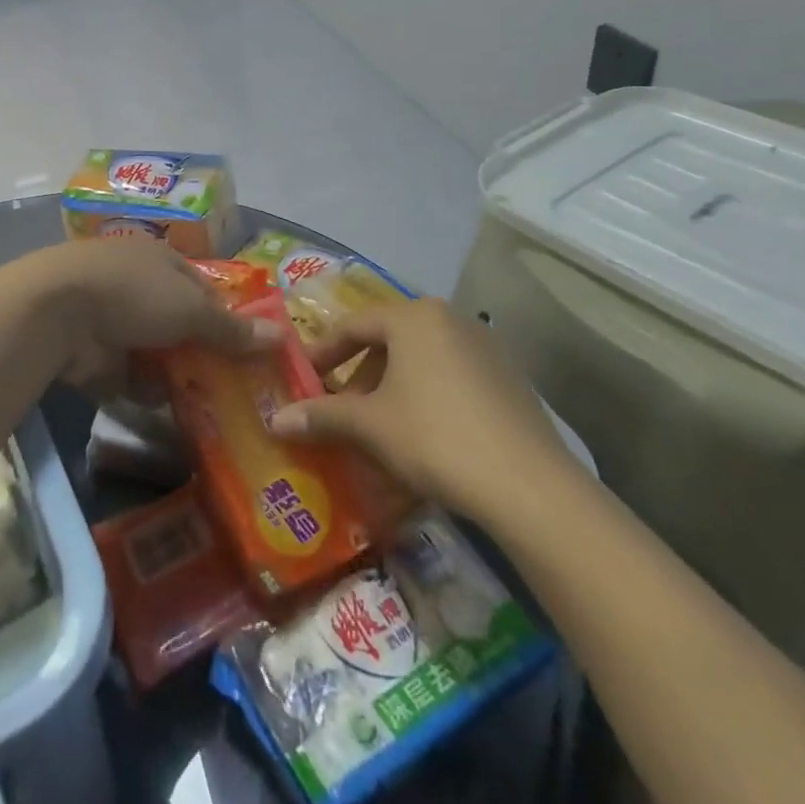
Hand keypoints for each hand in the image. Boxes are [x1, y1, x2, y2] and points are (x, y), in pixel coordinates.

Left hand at [18, 239, 277, 399]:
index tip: (252, 353)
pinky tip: (171, 411)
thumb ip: (231, 328)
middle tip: (239, 391)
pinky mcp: (96, 355)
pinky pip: (131, 376)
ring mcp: (115, 321)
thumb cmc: (133, 294)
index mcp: (162, 261)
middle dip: (204, 355)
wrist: (57, 313)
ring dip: (177, 377)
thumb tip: (279, 337)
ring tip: (213, 410)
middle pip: (181, 325)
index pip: (205, 291)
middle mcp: (139, 287)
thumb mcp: (191, 309)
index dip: (229, 319)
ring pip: (157, 354)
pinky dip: (146, 391)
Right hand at [268, 299, 579, 526]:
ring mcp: (486, 348)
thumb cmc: (434, 437)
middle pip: (389, 342)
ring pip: (420, 362)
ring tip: (378, 428)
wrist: (530, 487)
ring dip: (391, 390)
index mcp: (414, 317)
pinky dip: (426, 399)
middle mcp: (451, 320)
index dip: (322, 354)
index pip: (353, 326)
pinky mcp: (509, 380)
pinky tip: (422, 438)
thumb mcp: (369, 425)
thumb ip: (321, 415)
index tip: (303, 380)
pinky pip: (451, 379)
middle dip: (359, 377)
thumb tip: (274, 419)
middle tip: (340, 409)